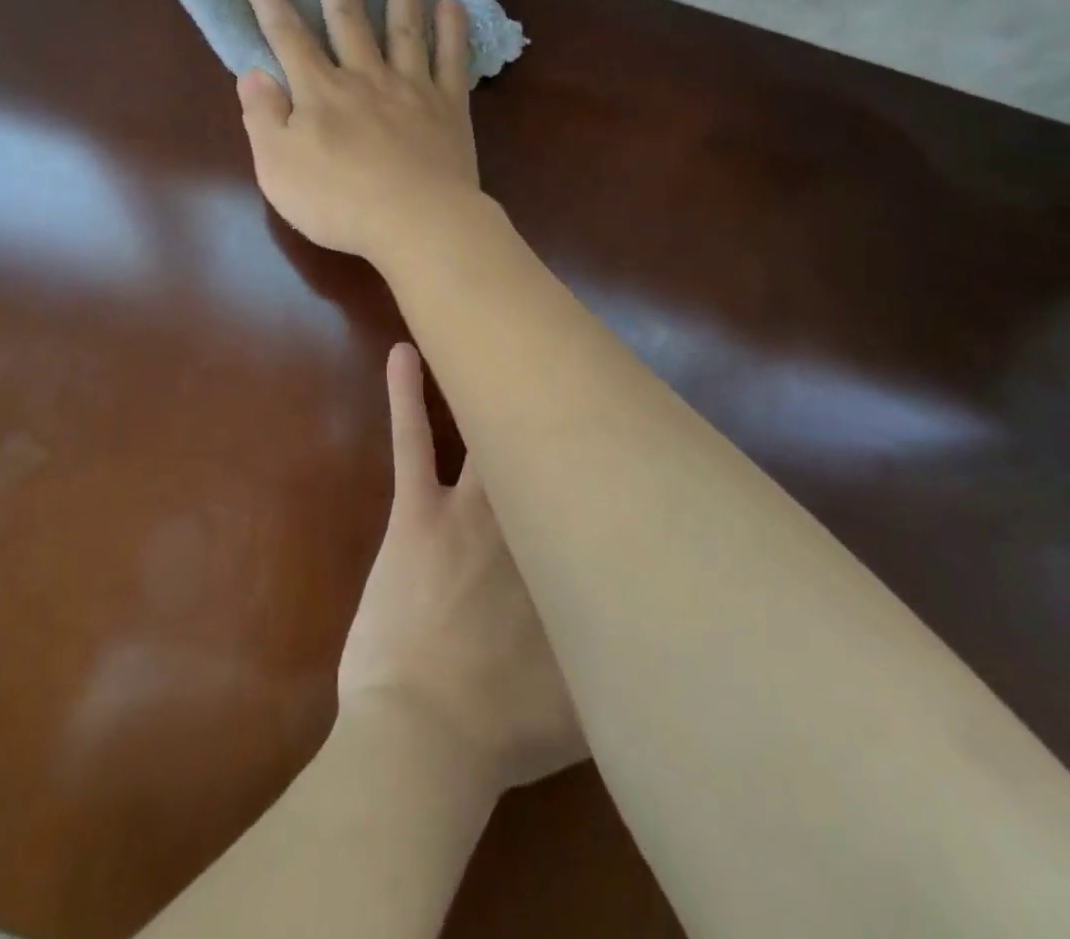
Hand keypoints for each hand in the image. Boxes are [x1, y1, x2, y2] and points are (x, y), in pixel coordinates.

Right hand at [237, 0, 480, 263]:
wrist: (416, 222)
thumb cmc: (339, 203)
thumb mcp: (278, 168)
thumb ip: (263, 118)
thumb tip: (252, 73)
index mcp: (320, 93)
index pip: (287, 36)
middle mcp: (365, 78)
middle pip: (348, 17)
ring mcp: (411, 89)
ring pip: (404, 28)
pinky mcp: (449, 108)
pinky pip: (451, 61)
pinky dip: (452, 32)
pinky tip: (452, 5)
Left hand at [338, 343, 586, 795]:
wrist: (423, 740)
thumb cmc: (503, 727)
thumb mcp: (589, 705)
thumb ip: (620, 656)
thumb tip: (664, 631)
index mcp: (570, 560)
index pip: (597, 494)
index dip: (610, 458)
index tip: (627, 422)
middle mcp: (528, 519)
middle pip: (550, 448)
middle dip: (564, 405)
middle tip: (576, 354)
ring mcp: (470, 509)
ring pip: (489, 427)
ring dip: (494, 382)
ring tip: (503, 329)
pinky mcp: (417, 511)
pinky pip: (414, 439)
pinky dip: (407, 393)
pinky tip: (405, 350)